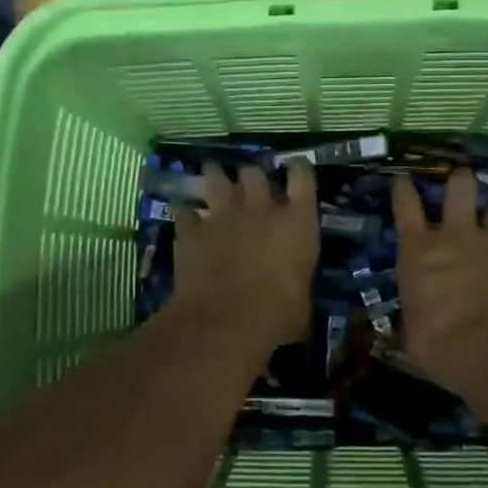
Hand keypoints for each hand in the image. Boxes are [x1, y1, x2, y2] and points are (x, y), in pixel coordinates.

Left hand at [168, 160, 317, 351]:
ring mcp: (223, 215)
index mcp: (297, 222)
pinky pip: (185, 211)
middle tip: (248, 184)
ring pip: (216, 178)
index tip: (296, 168)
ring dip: (214, 177)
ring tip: (212, 176)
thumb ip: (296, 286)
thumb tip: (294, 299)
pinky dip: (186, 215)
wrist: (228, 318)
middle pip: (254, 172)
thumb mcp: (301, 302)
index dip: (299, 169)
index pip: (303, 177)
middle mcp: (261, 208)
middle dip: (250, 176)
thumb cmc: (278, 314)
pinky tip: (185, 219)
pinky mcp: (192, 230)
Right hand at [392, 169, 487, 392]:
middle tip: (461, 180)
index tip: (404, 180)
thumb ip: (414, 315)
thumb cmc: (440, 346)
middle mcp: (457, 236)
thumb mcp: (411, 333)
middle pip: (460, 189)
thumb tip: (408, 328)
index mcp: (419, 250)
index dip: (403, 189)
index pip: (405, 205)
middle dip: (460, 180)